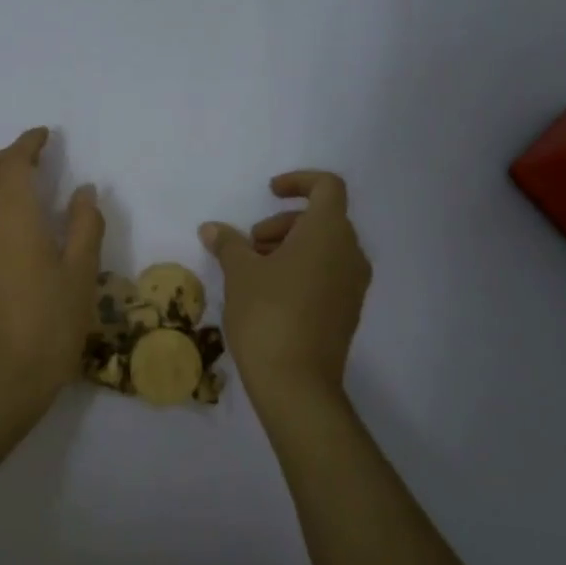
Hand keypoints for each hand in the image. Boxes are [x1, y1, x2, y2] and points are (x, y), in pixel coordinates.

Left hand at [0, 127, 104, 408]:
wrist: (0, 381)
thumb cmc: (50, 325)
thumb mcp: (82, 274)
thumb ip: (85, 225)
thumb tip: (83, 190)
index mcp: (12, 217)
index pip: (14, 163)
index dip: (28, 143)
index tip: (44, 135)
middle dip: (6, 156)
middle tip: (33, 157)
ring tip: (15, 186)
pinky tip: (3, 224)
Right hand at [201, 171, 371, 405]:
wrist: (297, 383)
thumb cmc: (268, 314)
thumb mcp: (240, 273)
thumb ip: (229, 243)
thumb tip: (212, 228)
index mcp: (328, 233)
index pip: (327, 186)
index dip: (298, 181)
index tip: (269, 193)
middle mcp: (350, 253)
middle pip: (322, 218)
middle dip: (282, 223)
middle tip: (250, 246)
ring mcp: (353, 285)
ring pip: (324, 247)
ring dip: (289, 247)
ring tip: (254, 272)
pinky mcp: (348, 311)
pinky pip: (328, 273)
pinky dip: (302, 270)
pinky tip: (270, 294)